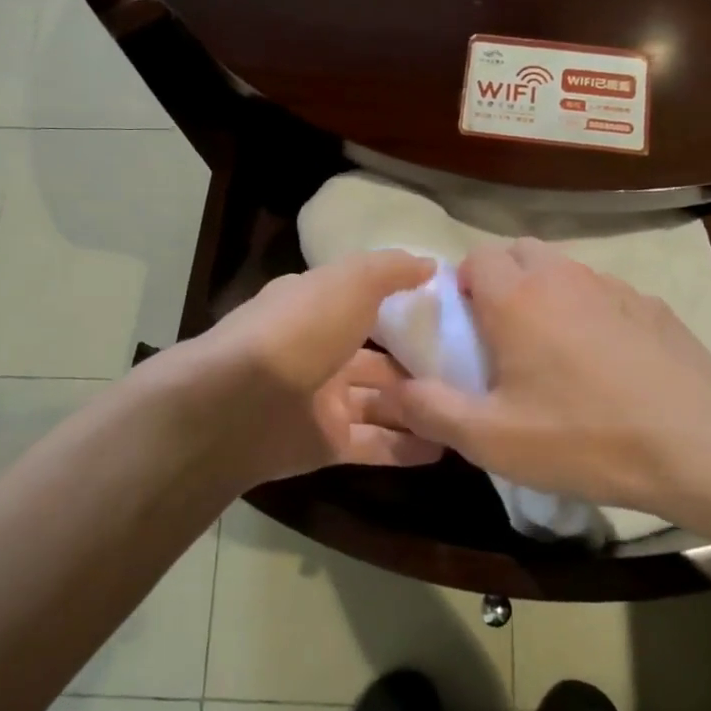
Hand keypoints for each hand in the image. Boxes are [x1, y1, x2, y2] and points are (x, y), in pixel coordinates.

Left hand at [152, 249, 443, 487]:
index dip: (405, 303)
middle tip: (472, 368)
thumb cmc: (300, 329)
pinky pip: (376, 444)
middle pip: (379, 357)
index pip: (367, 301)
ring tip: (469, 408)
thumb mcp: (350, 282)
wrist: (239, 404)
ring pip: (382, 402)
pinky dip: (407, 446)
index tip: (450, 309)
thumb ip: (390, 270)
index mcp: (319, 307)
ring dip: (420, 405)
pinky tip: (447, 446)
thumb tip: (430, 264)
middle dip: (419, 362)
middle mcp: (321, 351)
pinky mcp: (327, 444)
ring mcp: (324, 400)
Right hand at [373, 238, 710, 522]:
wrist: (698, 442)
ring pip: (563, 270)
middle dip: (501, 281)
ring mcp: (612, 286)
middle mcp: (561, 276)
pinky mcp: (651, 305)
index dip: (461, 287)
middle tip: (502, 337)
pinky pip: (603, 293)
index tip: (464, 330)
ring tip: (553, 350)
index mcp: (517, 297)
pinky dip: (589, 311)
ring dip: (545, 294)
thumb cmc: (583, 436)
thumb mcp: (493, 439)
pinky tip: (605, 361)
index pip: (474, 259)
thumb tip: (392, 391)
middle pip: (518, 252)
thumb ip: (432, 410)